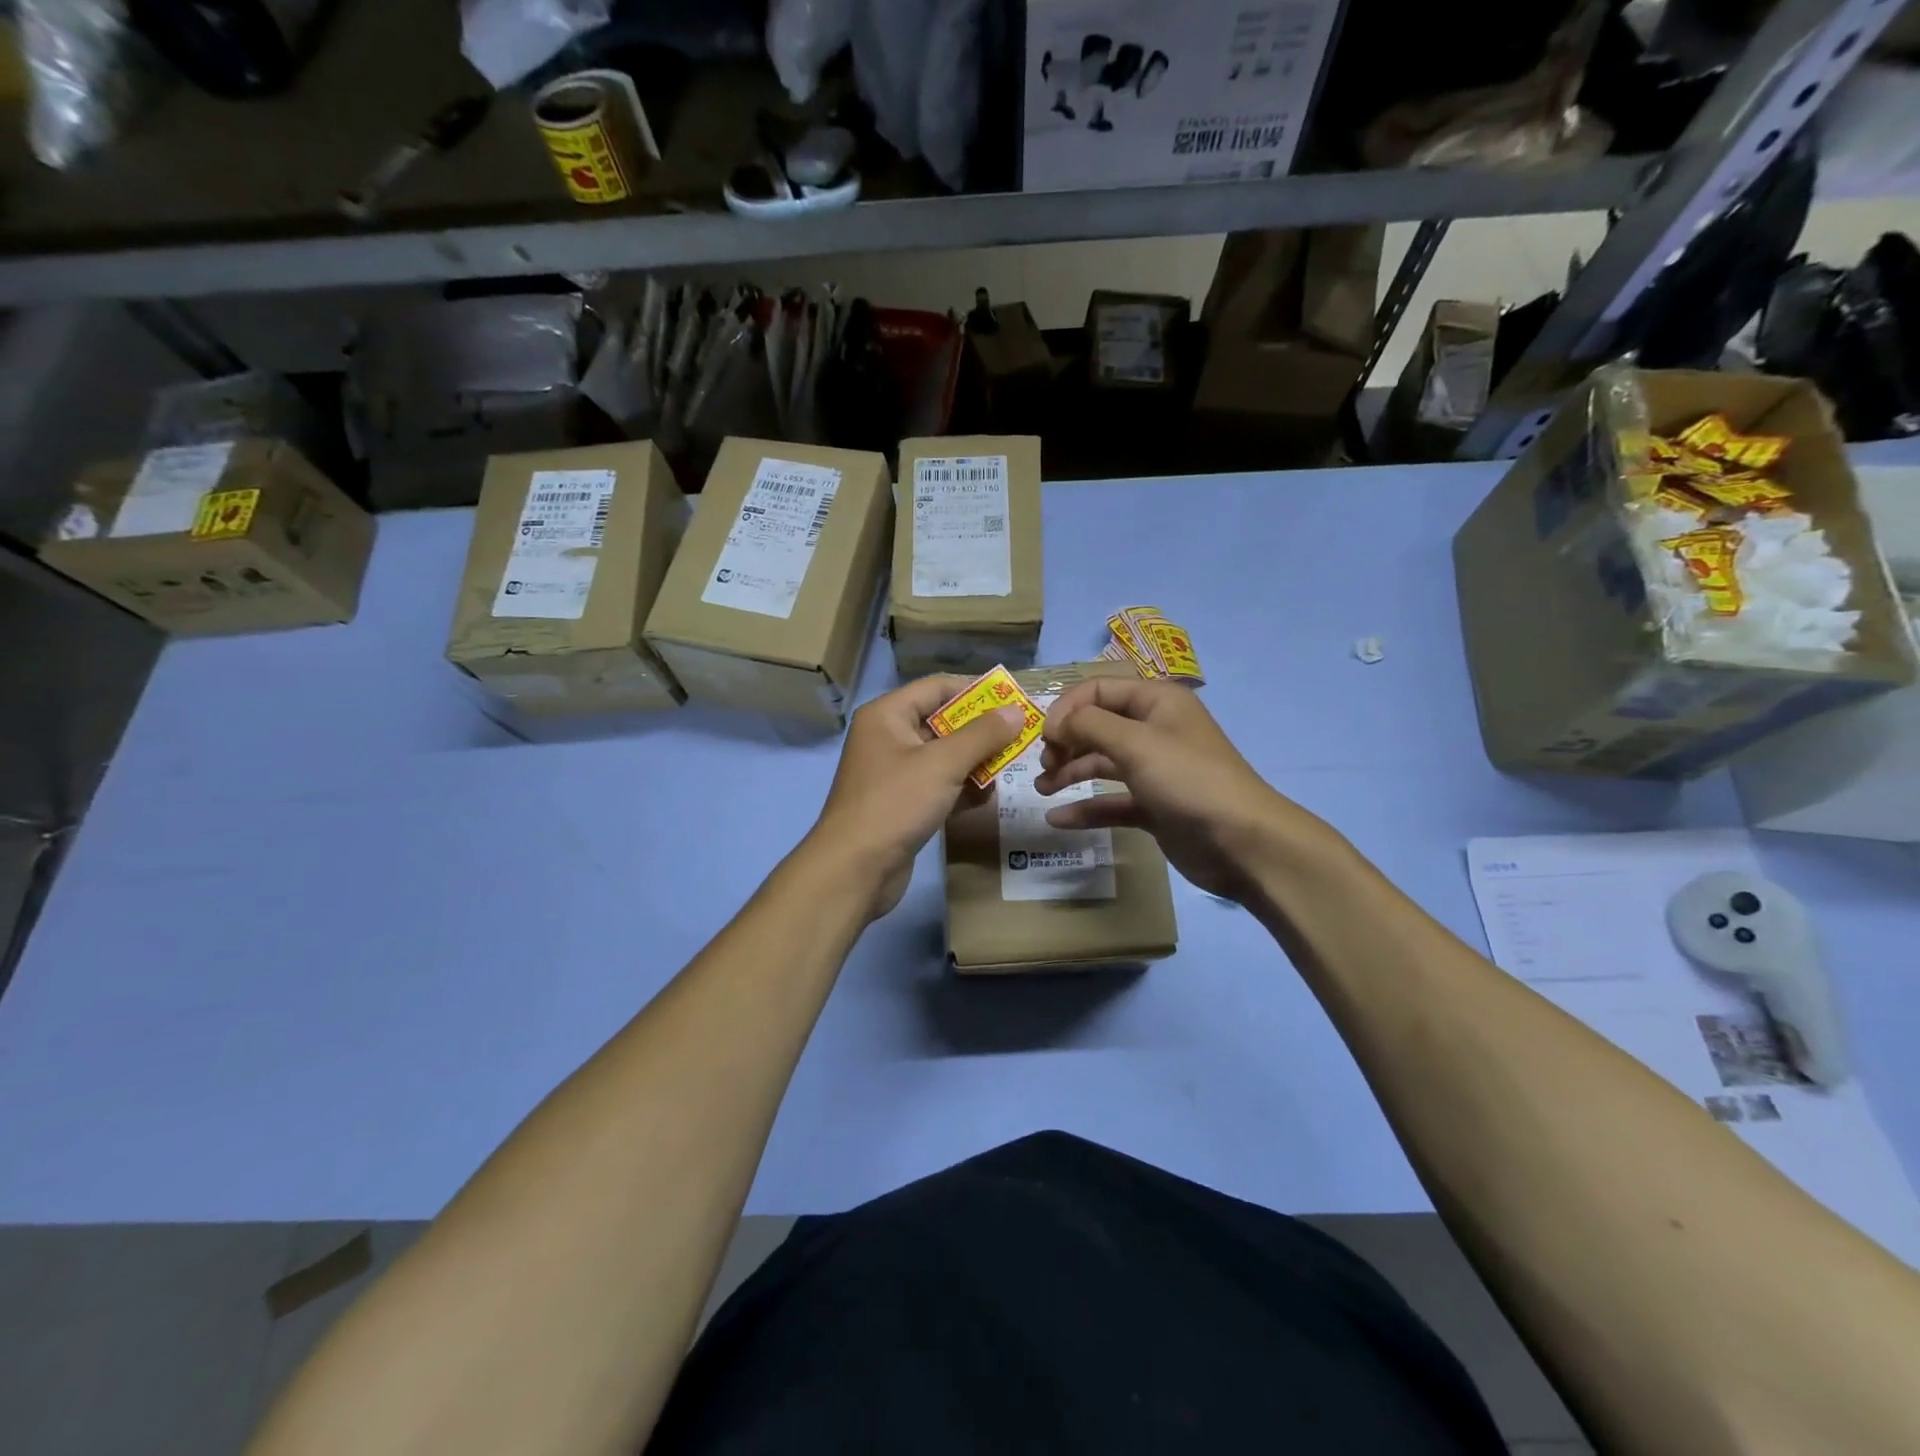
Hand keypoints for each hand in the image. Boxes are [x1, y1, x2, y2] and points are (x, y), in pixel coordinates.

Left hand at [809, 677, 1025, 920]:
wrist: (855, 869)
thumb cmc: (896, 803)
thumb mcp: (943, 764)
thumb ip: (983, 735)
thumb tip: (1015, 711)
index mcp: (888, 715)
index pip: (938, 687)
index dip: (977, 691)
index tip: (1014, 700)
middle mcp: (888, 737)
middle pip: (943, 722)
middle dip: (980, 733)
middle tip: (1018, 739)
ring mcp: (894, 772)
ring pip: (944, 757)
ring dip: (975, 763)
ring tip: (1005, 772)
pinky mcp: (902, 803)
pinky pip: (939, 785)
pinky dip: (961, 789)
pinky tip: (985, 800)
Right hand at [1035, 677, 1332, 903]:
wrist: (1243, 843)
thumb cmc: (1189, 780)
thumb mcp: (1136, 743)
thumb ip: (1089, 725)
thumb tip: (1056, 723)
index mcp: (1156, 701)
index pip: (1098, 689)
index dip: (1067, 708)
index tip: (1044, 737)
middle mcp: (1154, 729)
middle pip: (1097, 725)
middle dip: (1066, 741)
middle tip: (1043, 765)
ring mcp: (1155, 770)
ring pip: (1102, 763)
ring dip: (1070, 772)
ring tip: (1042, 789)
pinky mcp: (1154, 806)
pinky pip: (1112, 800)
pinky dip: (1086, 808)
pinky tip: (1058, 820)